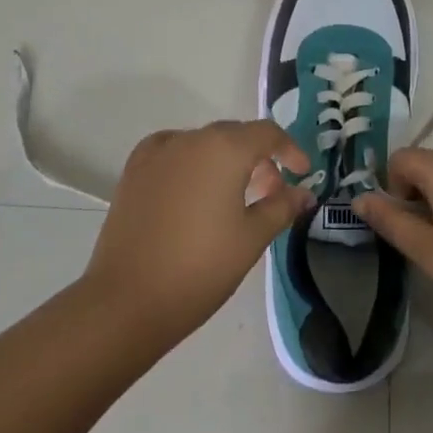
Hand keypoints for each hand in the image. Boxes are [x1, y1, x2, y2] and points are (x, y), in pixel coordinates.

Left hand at [84, 121, 313, 344]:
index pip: (267, 133)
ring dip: (226, 161)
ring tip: (234, 197)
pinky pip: (173, 153)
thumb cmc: (201, 267)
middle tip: (272, 194)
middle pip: (235, 135)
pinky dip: (192, 163)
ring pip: (203, 144)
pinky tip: (194, 191)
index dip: (290, 150)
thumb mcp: (252, 238)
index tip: (302, 174)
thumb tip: (304, 193)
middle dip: (259, 159)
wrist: (128, 299)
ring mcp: (157, 152)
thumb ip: (282, 207)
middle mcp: (190, 139)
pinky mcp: (134, 170)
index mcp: (224, 148)